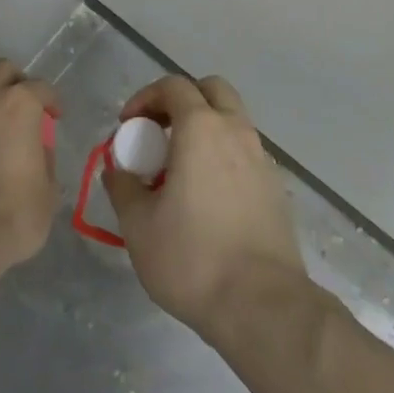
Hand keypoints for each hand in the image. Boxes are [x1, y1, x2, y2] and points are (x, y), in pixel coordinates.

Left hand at [0, 58, 59, 278]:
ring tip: (0, 142)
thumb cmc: (13, 212)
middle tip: (25, 109)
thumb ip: (44, 161)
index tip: (56, 117)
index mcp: (19, 105)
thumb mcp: (47, 191)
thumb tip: (36, 153)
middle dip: (16, 82)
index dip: (52, 100)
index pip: (41, 88)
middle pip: (1, 71)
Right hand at [102, 75, 306, 345]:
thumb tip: (117, 170)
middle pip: (212, 89)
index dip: (145, 97)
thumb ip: (123, 187)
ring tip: (181, 168)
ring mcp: (262, 158)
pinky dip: (224, 156)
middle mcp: (236, 131)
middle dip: (182, 100)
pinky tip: (209, 196)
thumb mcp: (139, 226)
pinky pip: (246, 152)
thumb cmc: (193, 258)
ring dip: (205, 128)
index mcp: (201, 128)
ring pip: (233, 120)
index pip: (173, 86)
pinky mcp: (276, 188)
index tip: (127, 126)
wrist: (263, 306)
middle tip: (159, 132)